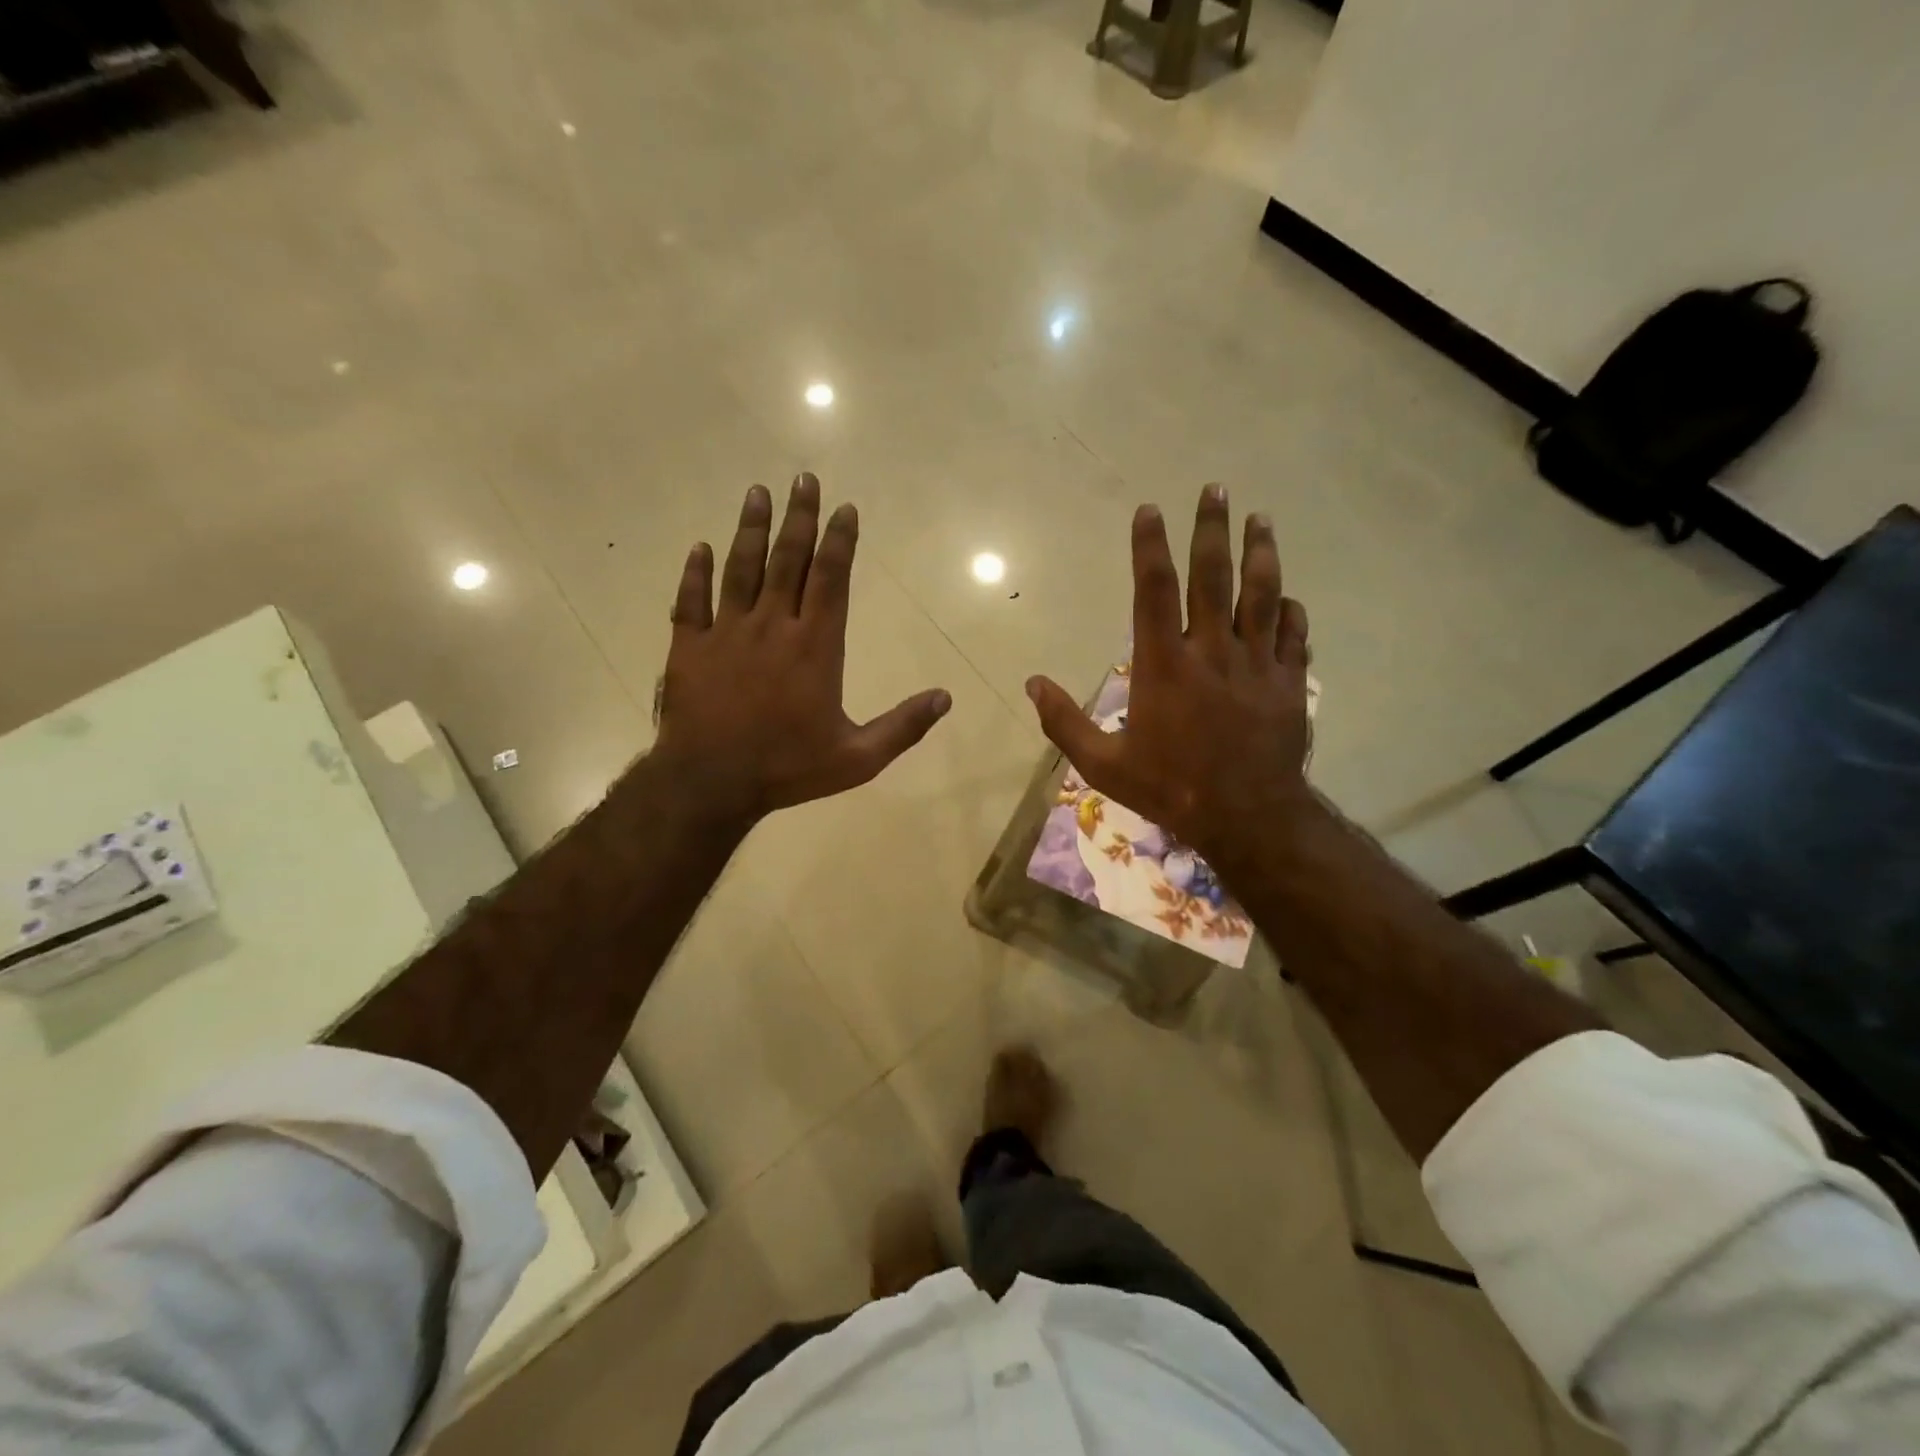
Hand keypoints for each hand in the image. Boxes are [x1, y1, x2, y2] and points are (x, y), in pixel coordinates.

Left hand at [652, 474, 951, 826]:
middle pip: (788, 560)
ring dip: (750, 529)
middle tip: (803, 479)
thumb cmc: (788, 769)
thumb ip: (903, 726)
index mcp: (815, 647)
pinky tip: (700, 547)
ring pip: (740, 569)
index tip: (845, 508)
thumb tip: (945, 697)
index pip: (832, 579)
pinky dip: (695, 573)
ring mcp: (726, 633)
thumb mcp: (859, 758)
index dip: (840, 540)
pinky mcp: (688, 648)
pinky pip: (690, 601)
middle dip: (799, 518)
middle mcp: (772, 627)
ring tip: (757, 493)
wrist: (711, 784)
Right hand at [1024, 486, 1311, 864]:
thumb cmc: (1169, 788)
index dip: (1150, 546)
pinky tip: (1287, 596)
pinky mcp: (1288, 682)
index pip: (1154, 590)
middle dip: (1212, 528)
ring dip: (1261, 552)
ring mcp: (1256, 664)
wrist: (1246, 818)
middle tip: (1216, 489)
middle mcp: (1211, 651)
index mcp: (1163, 664)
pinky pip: (1293, 634)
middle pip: (1213, 576)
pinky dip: (1289, 610)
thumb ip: (1064, 722)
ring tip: (1260, 518)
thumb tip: (1031, 683)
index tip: (1150, 510)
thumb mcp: (1102, 765)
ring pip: (1262, 594)